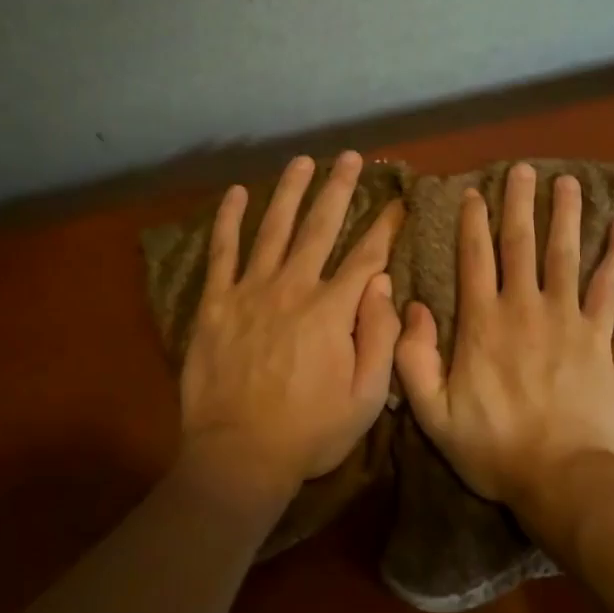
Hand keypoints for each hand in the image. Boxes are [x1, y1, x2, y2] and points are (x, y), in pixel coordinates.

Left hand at [179, 152, 403, 510]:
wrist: (240, 455)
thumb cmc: (309, 432)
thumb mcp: (366, 396)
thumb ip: (378, 337)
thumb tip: (381, 284)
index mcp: (332, 310)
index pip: (366, 256)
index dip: (385, 226)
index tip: (397, 201)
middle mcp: (293, 288)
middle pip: (320, 227)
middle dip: (338, 189)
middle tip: (350, 158)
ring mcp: (250, 291)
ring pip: (274, 228)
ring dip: (290, 192)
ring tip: (302, 161)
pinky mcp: (215, 303)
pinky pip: (222, 252)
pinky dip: (229, 221)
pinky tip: (237, 194)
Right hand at [394, 165, 613, 512]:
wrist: (564, 478)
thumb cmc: (494, 448)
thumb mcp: (433, 413)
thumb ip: (413, 359)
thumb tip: (409, 307)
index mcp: (480, 323)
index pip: (474, 259)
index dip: (472, 222)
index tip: (474, 193)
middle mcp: (522, 308)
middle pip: (520, 243)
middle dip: (520, 203)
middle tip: (523, 168)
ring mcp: (564, 318)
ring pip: (564, 254)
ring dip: (566, 215)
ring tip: (568, 182)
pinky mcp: (597, 336)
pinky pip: (608, 288)